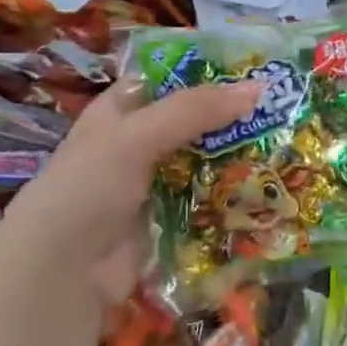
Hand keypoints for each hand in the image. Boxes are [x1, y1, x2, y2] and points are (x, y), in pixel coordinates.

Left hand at [0, 78, 263, 300]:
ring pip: (203, 163)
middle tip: (284, 110)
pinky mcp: (168, 222)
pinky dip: (231, 196)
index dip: (206, 73)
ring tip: (286, 147)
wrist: (61, 275)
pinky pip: (206, 202)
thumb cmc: (89, 189)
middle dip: (232, 119)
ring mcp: (152, 186)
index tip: (256, 70)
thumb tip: (259, 88)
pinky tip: (267, 189)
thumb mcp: (137, 136)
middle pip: (192, 123)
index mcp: (118, 113)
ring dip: (236, 158)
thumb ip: (195, 110)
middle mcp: (135, 146)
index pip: (167, 81)